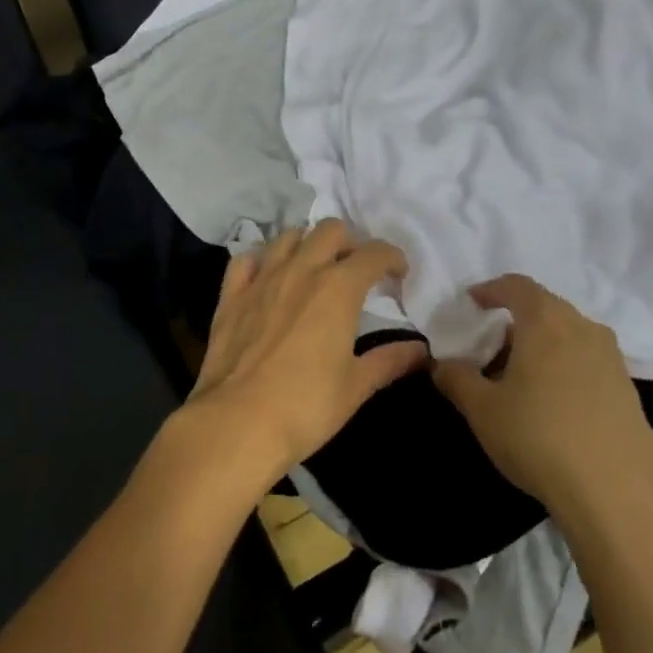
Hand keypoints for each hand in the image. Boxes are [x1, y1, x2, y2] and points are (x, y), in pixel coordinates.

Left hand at [186, 220, 427, 491]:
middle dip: (349, 242)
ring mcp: (262, 278)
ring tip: (314, 268)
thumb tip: (421, 350)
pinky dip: (261, 261)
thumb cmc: (306, 406)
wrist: (238, 422)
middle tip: (355, 270)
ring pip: (288, 236)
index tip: (398, 274)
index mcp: (338, 288)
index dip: (392, 257)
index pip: (374, 253)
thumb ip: (390, 361)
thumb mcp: (357, 386)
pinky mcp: (231, 294)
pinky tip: (267, 278)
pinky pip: (246, 260)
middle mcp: (301, 270)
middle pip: (330, 230)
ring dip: (307, 244)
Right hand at [431, 274, 652, 510]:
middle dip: (514, 320)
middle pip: (544, 308)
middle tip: (489, 346)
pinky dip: (563, 367)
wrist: (619, 493)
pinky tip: (550, 403)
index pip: (516, 286)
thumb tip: (441, 364)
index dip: (491, 290)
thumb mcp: (482, 409)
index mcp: (546, 321)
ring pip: (568, 336)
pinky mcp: (628, 390)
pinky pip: (586, 361)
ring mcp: (611, 359)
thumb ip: (456, 379)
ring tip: (518, 377)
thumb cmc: (539, 437)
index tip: (472, 302)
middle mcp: (583, 328)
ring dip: (541, 345)